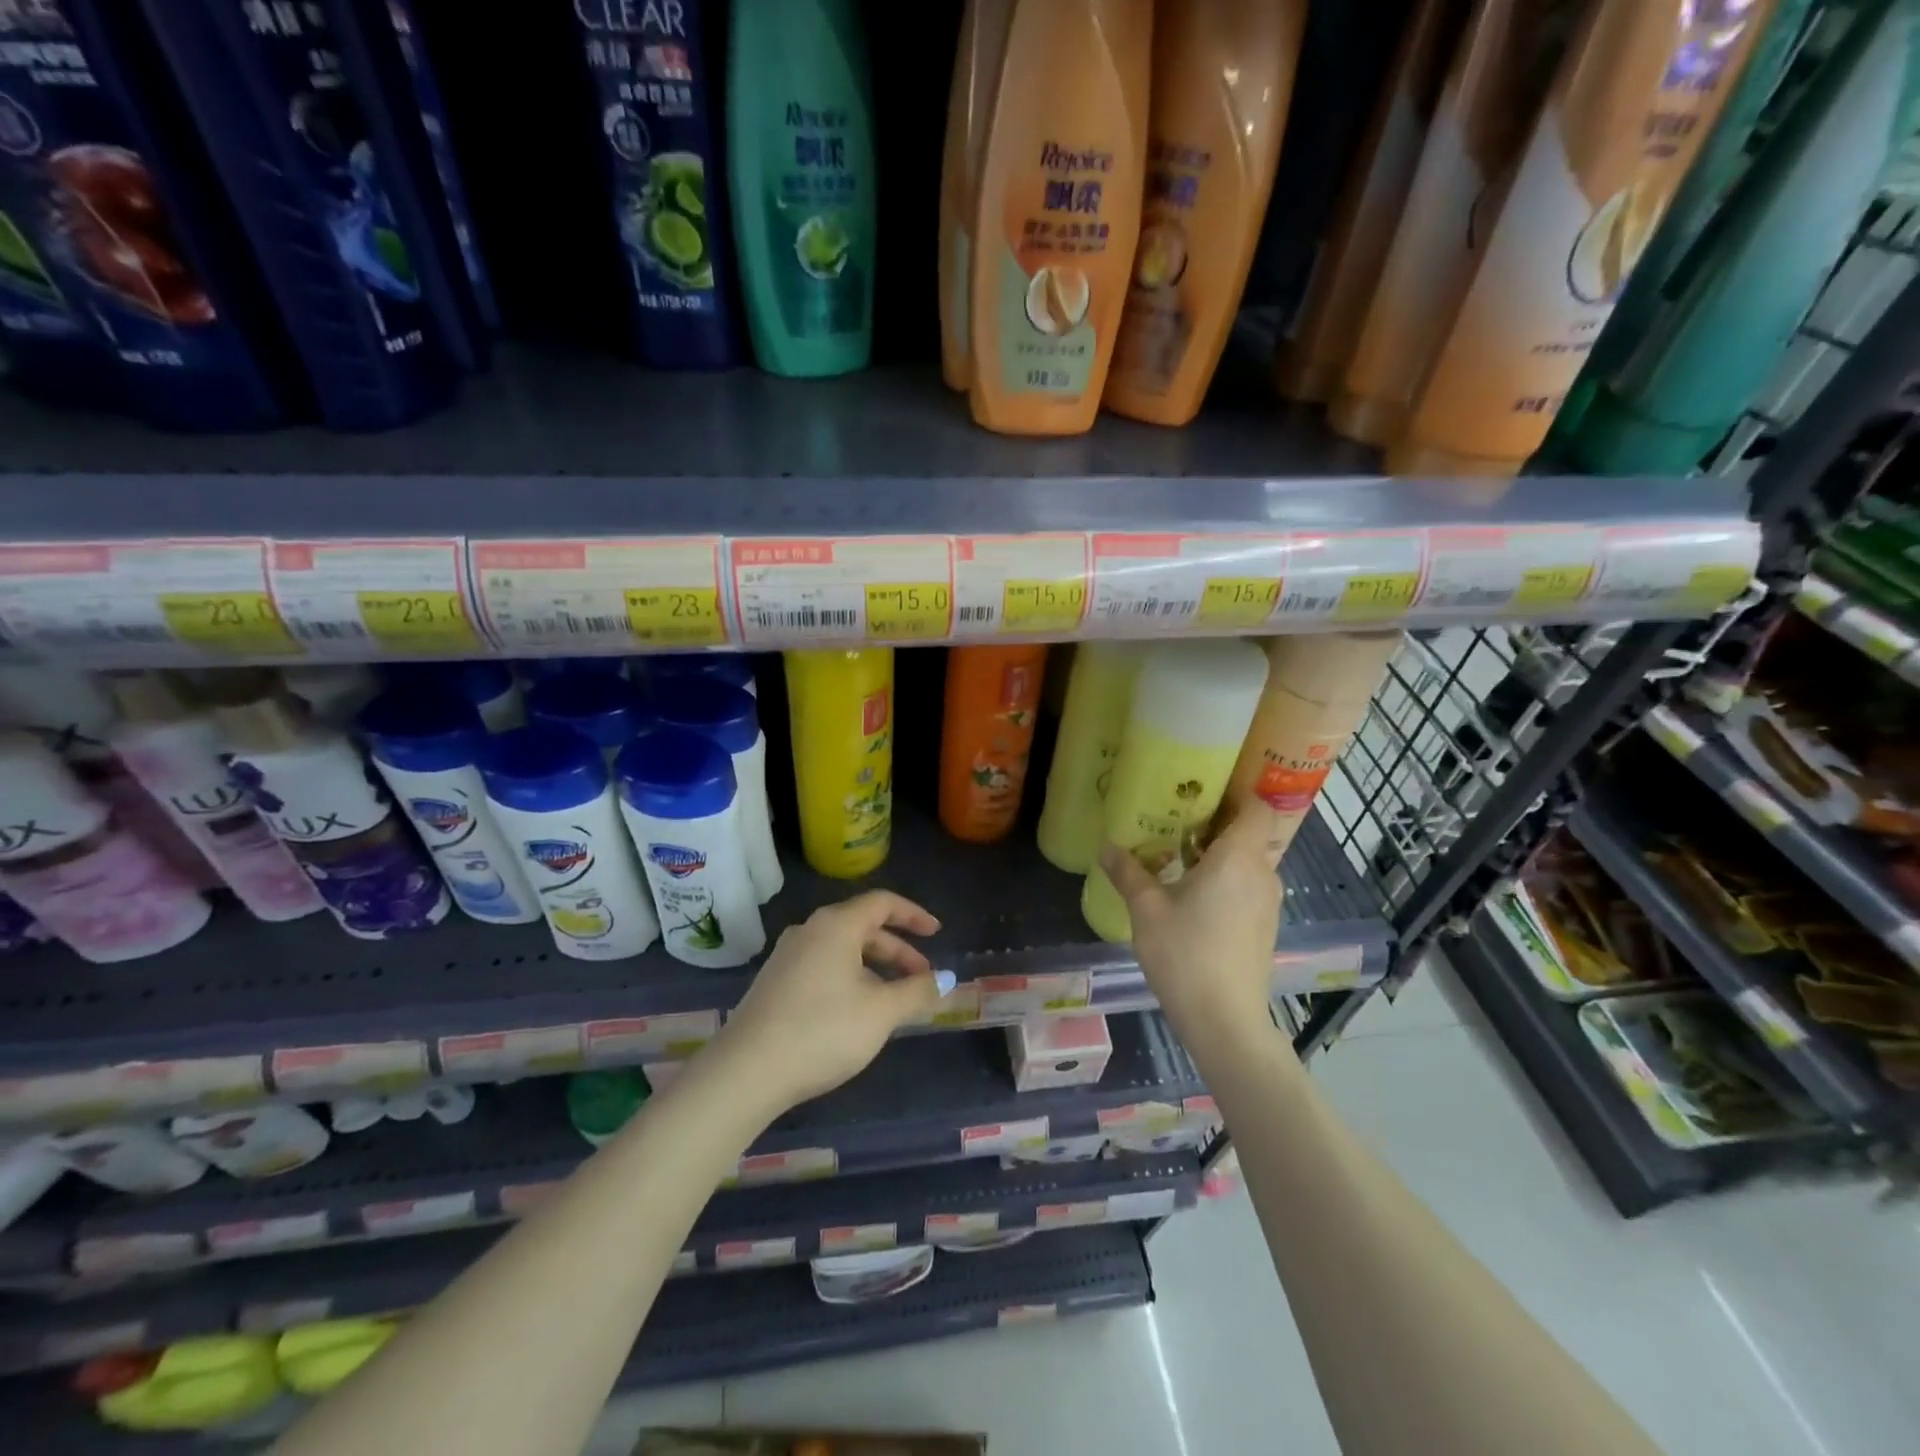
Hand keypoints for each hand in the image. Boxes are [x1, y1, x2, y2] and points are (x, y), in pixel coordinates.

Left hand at [718, 891, 953, 1111]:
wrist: (746, 1071)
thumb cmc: (823, 1030)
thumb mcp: (881, 1012)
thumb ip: (917, 991)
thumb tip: (946, 979)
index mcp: (836, 925)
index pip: (883, 903)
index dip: (914, 915)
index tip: (937, 934)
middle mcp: (810, 930)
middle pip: (864, 927)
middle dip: (898, 951)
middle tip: (922, 979)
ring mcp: (787, 956)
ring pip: (843, 950)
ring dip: (875, 968)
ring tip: (894, 1001)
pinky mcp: (775, 982)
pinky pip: (823, 966)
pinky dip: (850, 978)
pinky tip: (857, 1012)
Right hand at [1099, 803, 1282, 1047]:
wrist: (1225, 1021)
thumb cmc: (1185, 954)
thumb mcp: (1146, 909)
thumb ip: (1128, 872)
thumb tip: (1106, 846)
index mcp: (1238, 859)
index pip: (1257, 808)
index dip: (1238, 793)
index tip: (1205, 789)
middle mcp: (1262, 874)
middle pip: (1249, 833)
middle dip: (1216, 824)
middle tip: (1177, 819)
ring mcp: (1267, 903)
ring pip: (1248, 862)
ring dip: (1218, 855)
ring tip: (1178, 856)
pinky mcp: (1264, 927)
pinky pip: (1247, 886)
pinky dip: (1225, 880)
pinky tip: (1192, 895)